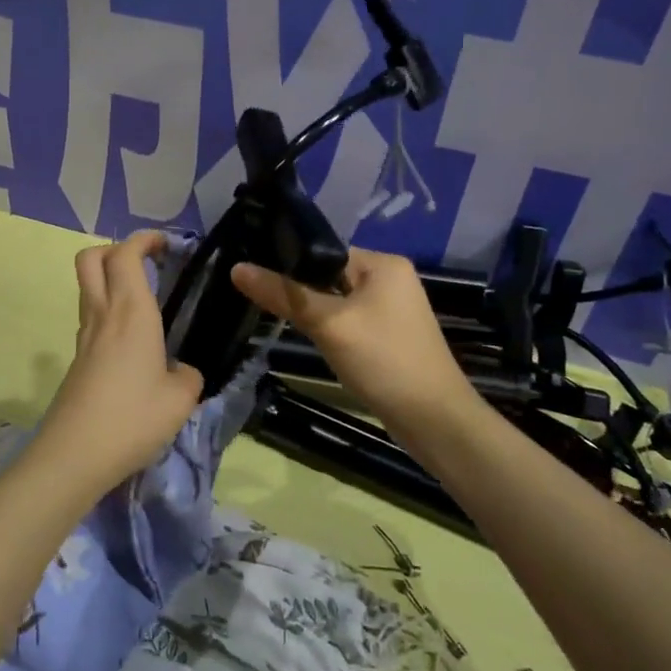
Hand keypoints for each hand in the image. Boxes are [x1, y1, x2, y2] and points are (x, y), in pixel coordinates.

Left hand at [34, 232, 204, 492]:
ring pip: (87, 287)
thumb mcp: (181, 399)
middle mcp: (103, 314)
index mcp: (131, 311)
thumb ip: (188, 375)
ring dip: (111, 279)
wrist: (74, 455)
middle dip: (117, 249)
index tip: (167, 244)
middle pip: (92, 258)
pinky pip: (91, 317)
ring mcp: (84, 336)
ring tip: (145, 301)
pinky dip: (108, 311)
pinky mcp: (77, 359)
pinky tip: (133, 341)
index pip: (127, 253)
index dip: (145, 239)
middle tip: (147, 264)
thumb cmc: (132, 418)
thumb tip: (181, 371)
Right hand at [232, 248, 476, 428]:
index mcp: (383, 263)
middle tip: (262, 302)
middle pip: (329, 275)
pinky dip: (331, 330)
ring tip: (283, 323)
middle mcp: (391, 279)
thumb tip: (237, 268)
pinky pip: (350, 322)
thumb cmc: (383, 360)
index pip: (324, 250)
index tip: (255, 274)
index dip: (290, 262)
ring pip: (337, 301)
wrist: (433, 420)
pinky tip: (315, 342)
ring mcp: (392, 309)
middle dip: (301, 291)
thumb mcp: (328, 323)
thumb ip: (284, 294)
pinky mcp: (389, 336)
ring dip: (315, 313)